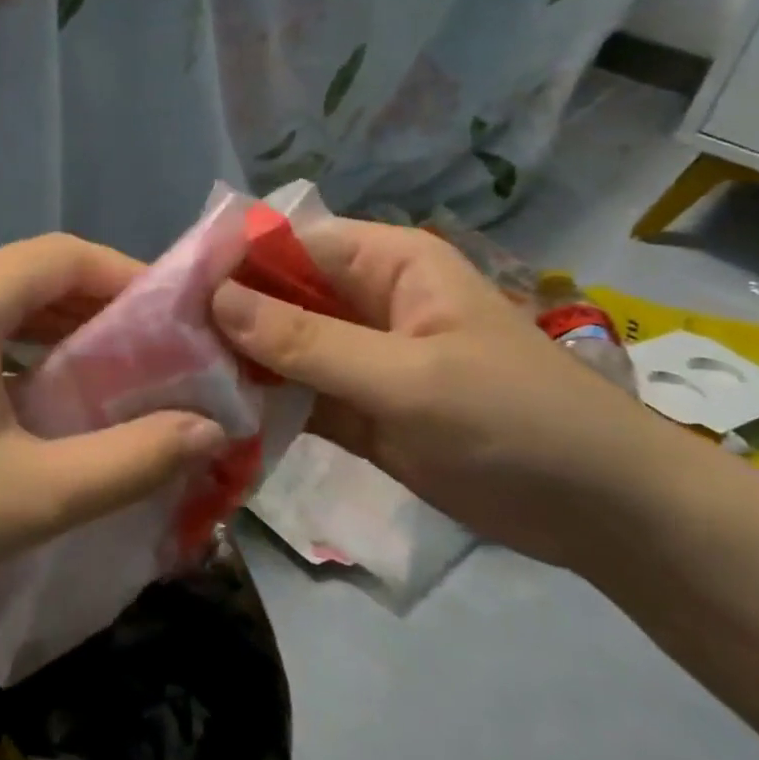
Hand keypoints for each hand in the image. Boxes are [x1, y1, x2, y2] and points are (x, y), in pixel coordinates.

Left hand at [0, 235, 227, 647]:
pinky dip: (4, 349)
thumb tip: (211, 431)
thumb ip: (133, 460)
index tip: (180, 319)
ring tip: (105, 379)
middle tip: (155, 359)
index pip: (64, 254)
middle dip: (96, 310)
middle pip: (27, 275)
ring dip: (49, 332)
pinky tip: (29, 397)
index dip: (130, 277)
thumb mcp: (29, 497)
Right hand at [211, 219, 678, 567]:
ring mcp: (358, 354)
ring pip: (280, 344)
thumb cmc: (514, 421)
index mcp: (385, 263)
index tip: (166, 296)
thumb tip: (215, 299)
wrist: (603, 514)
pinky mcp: (357, 405)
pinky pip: (295, 390)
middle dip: (224, 316)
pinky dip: (261, 401)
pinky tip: (212, 415)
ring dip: (235, 360)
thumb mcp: (406, 378)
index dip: (229, 264)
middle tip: (155, 345)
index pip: (286, 245)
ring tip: (169, 380)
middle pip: (276, 294)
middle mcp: (364, 298)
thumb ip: (307, 341)